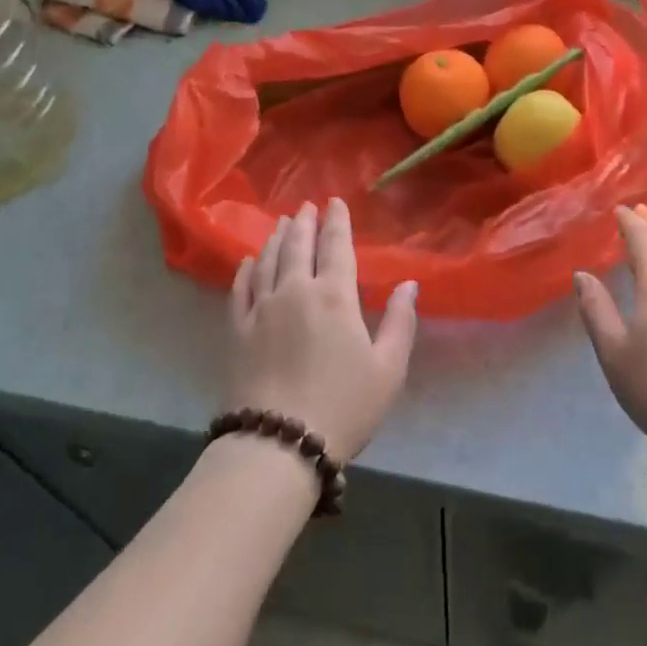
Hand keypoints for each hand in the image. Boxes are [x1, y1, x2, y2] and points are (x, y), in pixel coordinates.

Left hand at [229, 198, 416, 460]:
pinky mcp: (237, 329)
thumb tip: (409, 283)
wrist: (279, 442)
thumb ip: (400, 322)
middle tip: (306, 206)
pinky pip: (240, 288)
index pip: (336, 246)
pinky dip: (246, 268)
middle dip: (304, 222)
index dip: (336, 221)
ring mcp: (261, 308)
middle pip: (297, 245)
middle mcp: (295, 291)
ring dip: (276, 238)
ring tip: (281, 223)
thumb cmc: (344, 406)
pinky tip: (249, 260)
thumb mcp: (388, 369)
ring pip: (267, 260)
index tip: (334, 202)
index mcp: (334, 296)